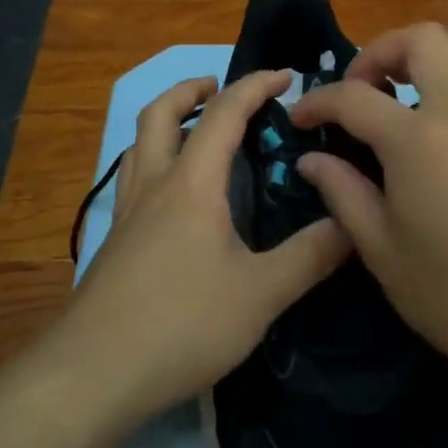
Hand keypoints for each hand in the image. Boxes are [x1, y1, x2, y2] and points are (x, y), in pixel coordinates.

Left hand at [62, 70, 349, 425]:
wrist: (95, 372)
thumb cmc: (183, 323)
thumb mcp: (261, 294)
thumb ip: (309, 257)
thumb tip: (352, 224)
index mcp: (192, 183)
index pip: (224, 114)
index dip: (254, 86)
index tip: (285, 75)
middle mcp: (154, 185)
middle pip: (160, 114)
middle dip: (191, 90)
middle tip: (220, 89)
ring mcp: (126, 213)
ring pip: (139, 144)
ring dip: (166, 121)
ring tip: (194, 131)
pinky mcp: (113, 241)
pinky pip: (132, 178)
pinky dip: (153, 160)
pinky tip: (171, 195)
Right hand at [289, 24, 447, 417]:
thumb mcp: (381, 249)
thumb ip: (342, 192)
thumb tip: (311, 158)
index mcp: (419, 141)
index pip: (355, 97)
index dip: (318, 101)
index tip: (299, 118)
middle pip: (421, 39)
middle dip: (378, 51)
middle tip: (360, 89)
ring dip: (430, 51)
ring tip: (406, 87)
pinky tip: (444, 117)